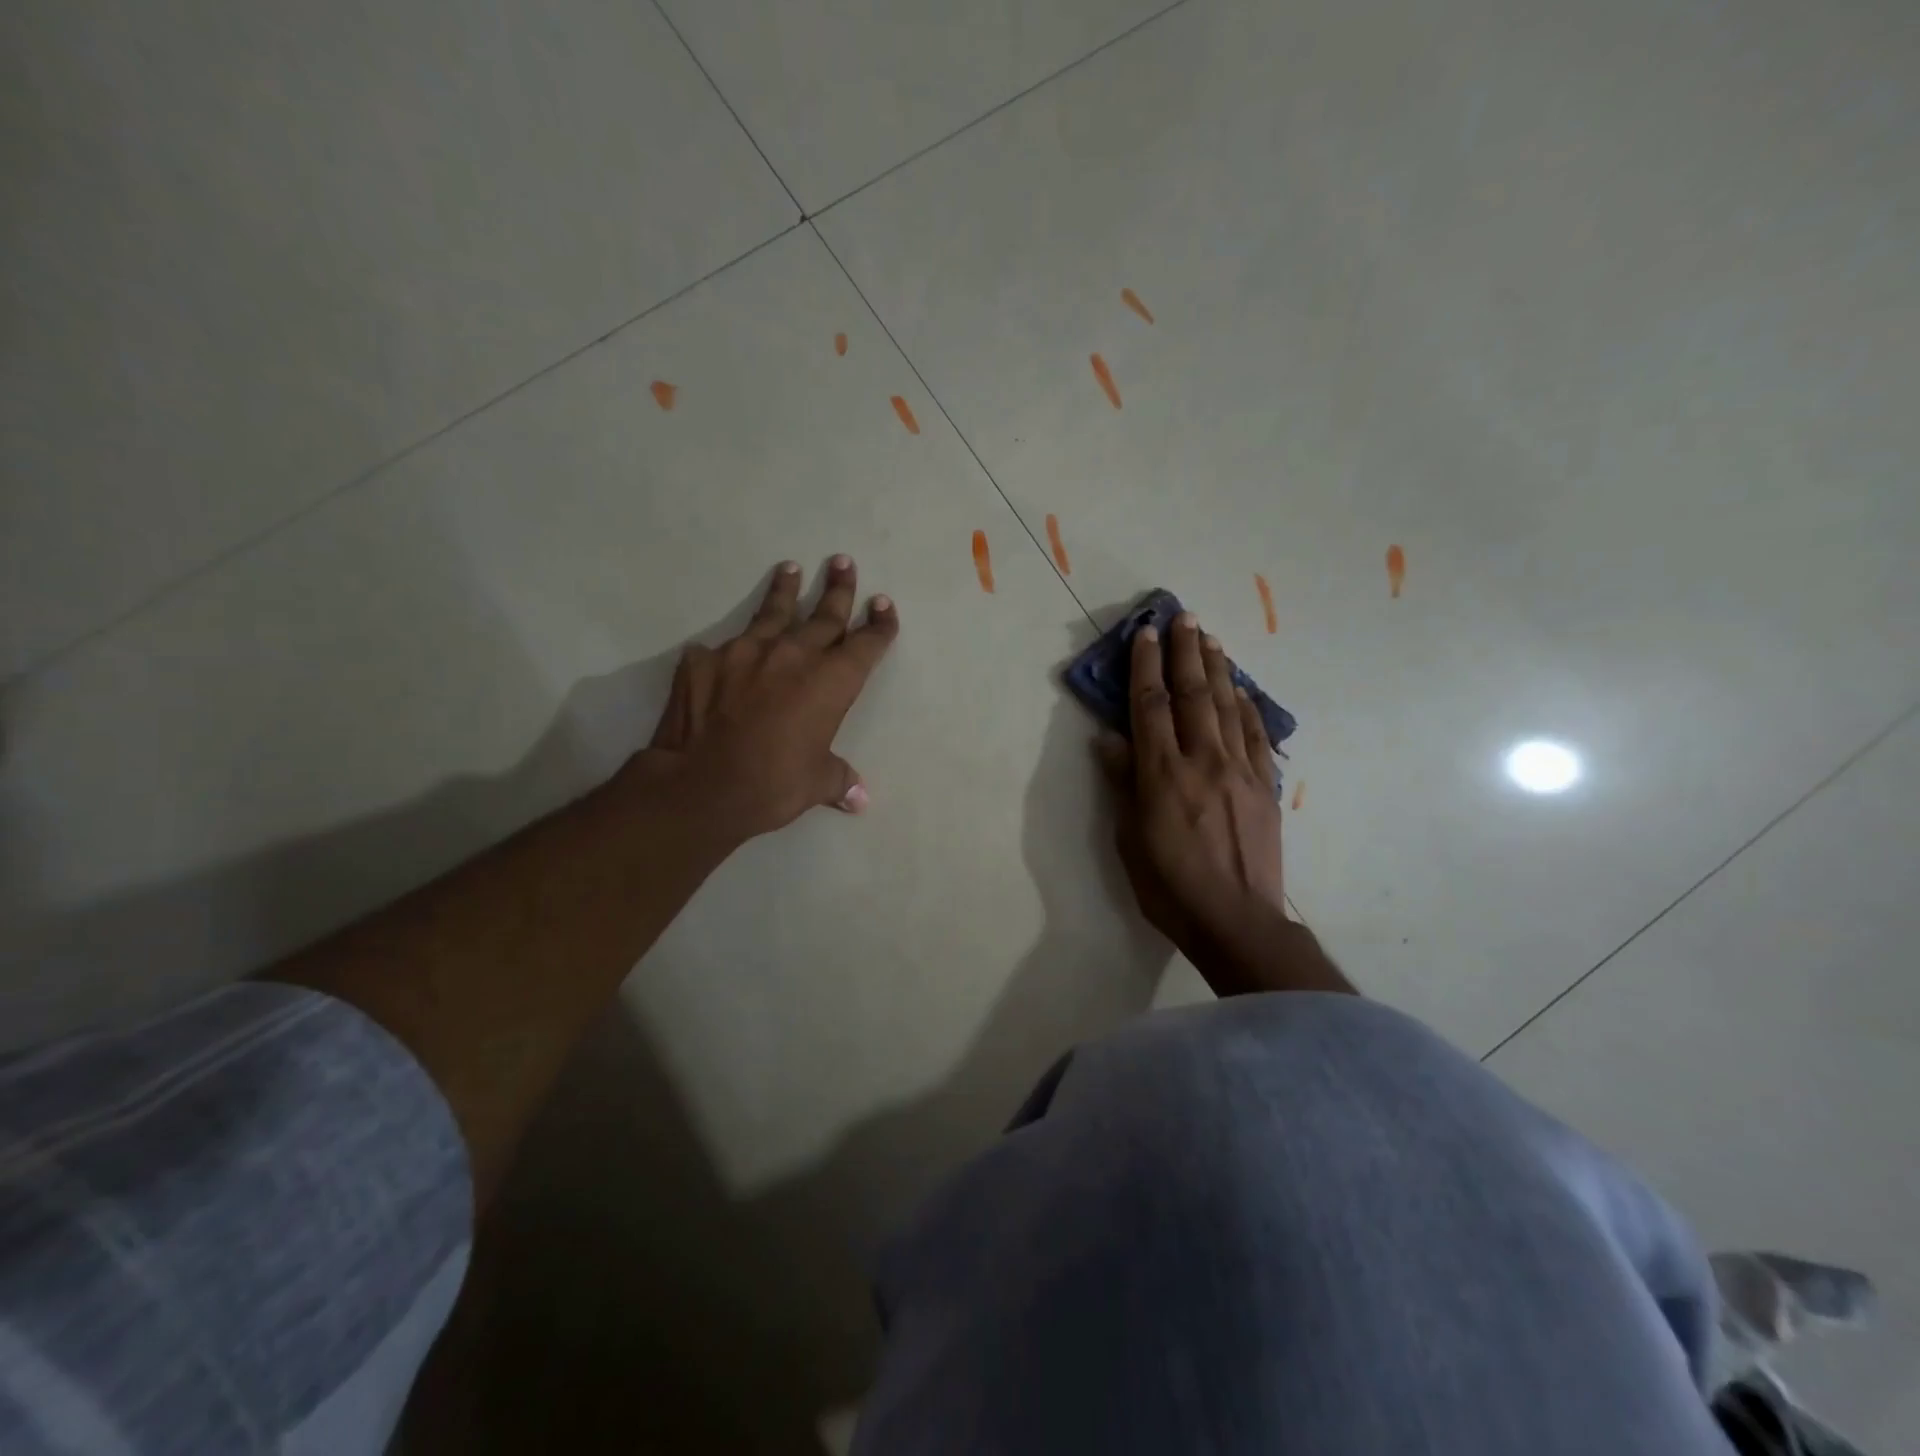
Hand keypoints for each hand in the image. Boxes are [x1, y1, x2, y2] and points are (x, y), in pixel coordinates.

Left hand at [634, 556, 898, 842]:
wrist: (701, 785)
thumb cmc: (773, 784)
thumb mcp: (815, 784)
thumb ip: (839, 780)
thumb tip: (859, 800)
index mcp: (831, 681)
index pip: (865, 643)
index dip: (879, 625)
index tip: (884, 606)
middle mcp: (793, 654)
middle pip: (824, 615)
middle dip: (838, 589)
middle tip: (843, 563)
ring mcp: (745, 651)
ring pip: (772, 613)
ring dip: (785, 590)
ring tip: (789, 569)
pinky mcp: (704, 660)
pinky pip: (720, 649)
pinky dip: (729, 649)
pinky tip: (723, 651)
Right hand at [1097, 612, 1351, 996]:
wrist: (1236, 920)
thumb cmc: (1169, 886)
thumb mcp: (1130, 839)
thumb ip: (1123, 783)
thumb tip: (1110, 739)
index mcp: (1162, 774)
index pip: (1151, 706)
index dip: (1146, 666)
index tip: (1145, 633)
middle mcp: (1203, 761)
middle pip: (1194, 694)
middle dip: (1185, 652)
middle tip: (1183, 616)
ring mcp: (1240, 771)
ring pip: (1228, 707)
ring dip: (1218, 668)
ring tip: (1210, 637)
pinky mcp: (1265, 787)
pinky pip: (1258, 736)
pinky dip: (1249, 706)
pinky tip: (1243, 689)